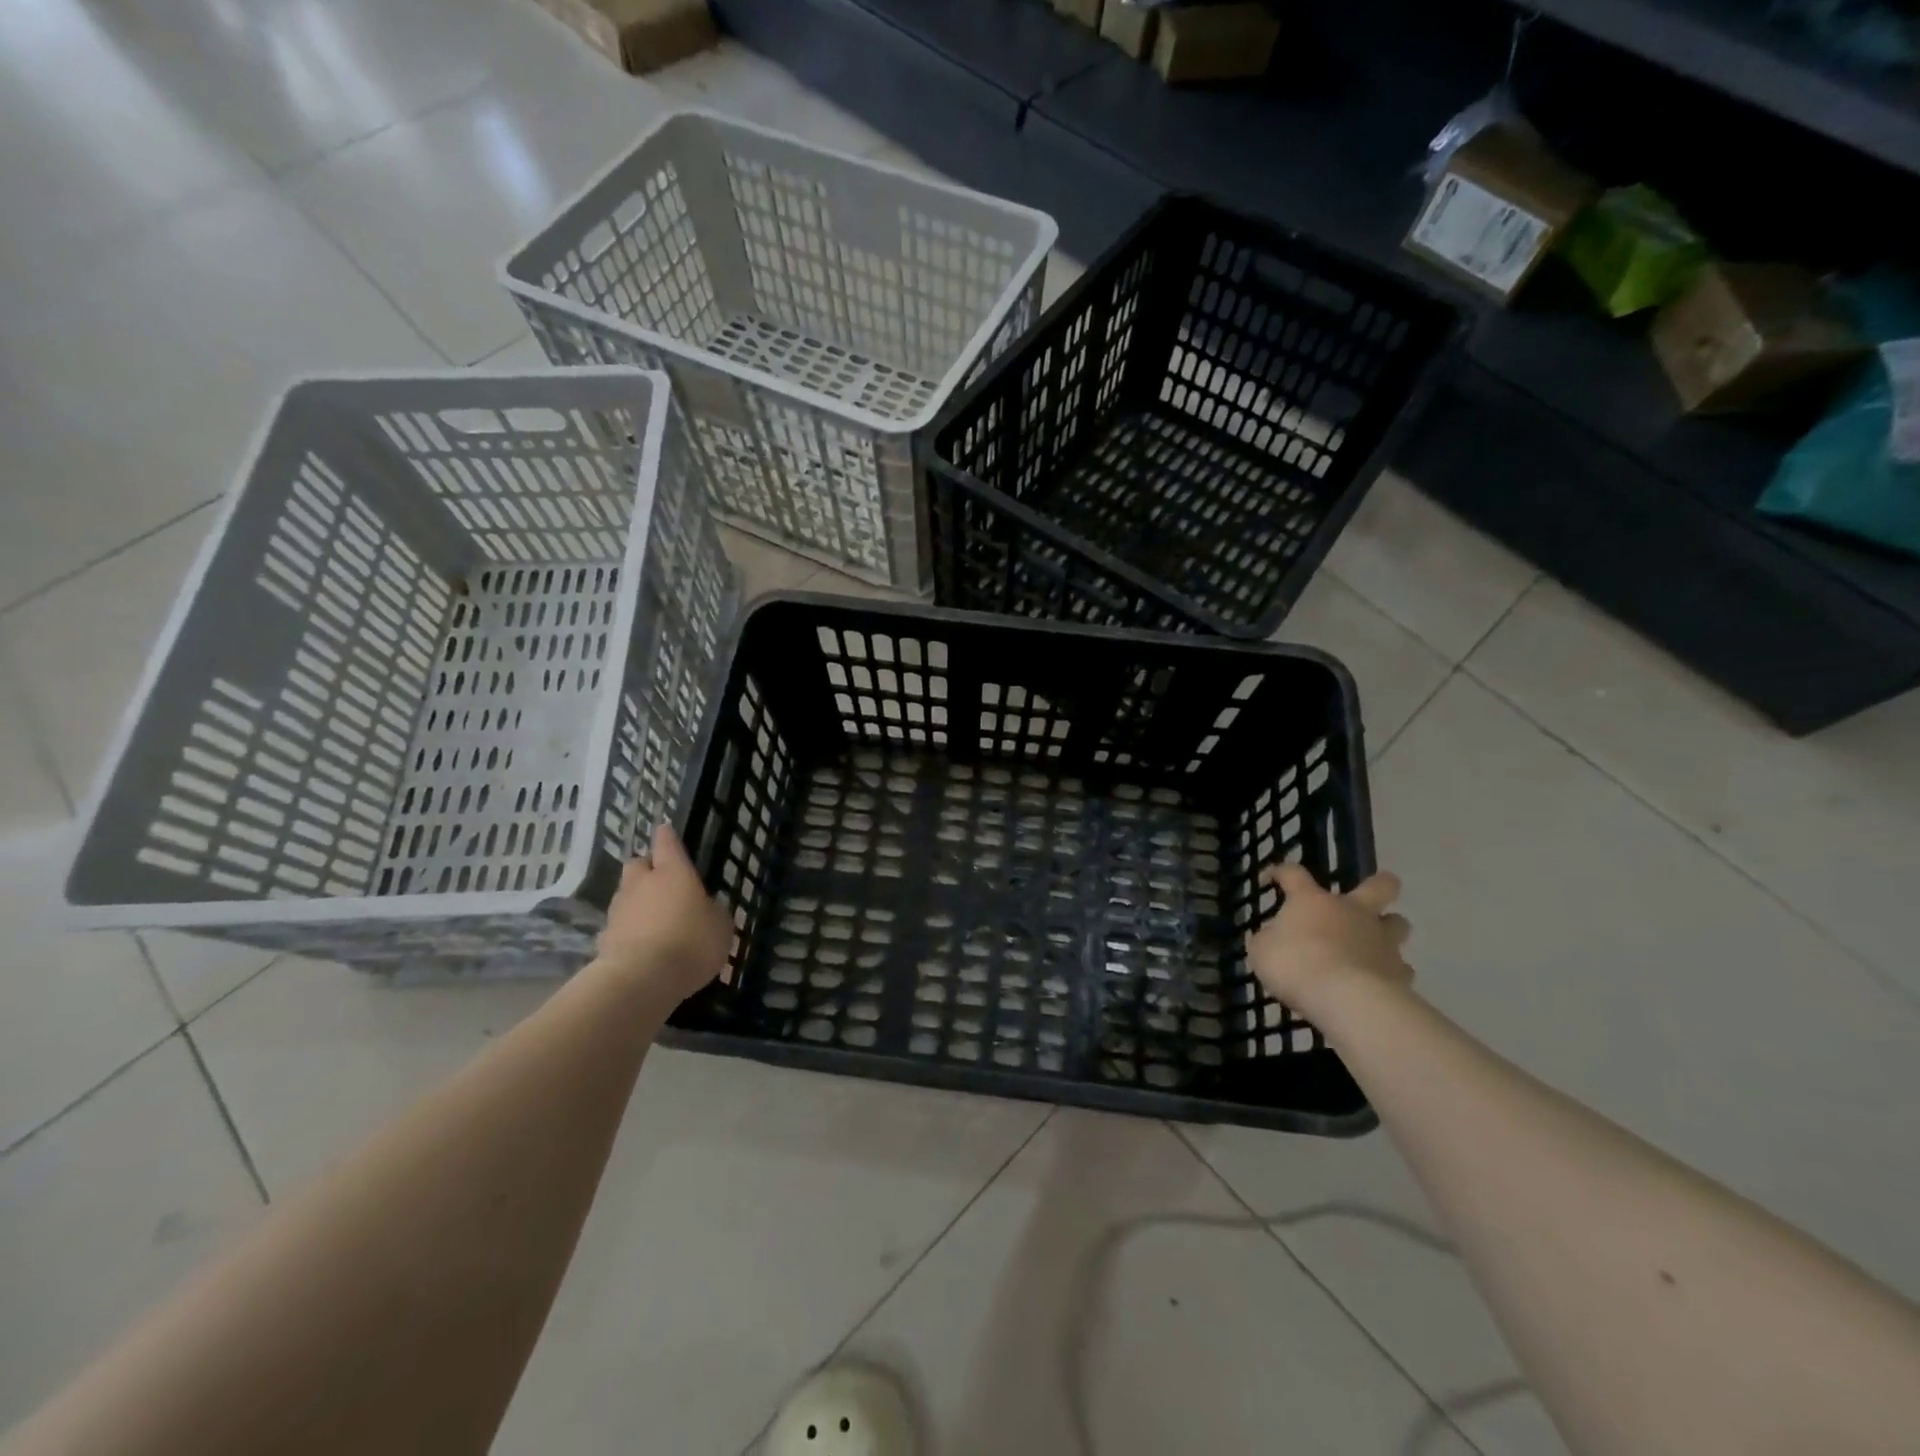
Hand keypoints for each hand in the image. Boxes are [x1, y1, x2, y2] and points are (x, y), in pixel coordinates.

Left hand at [595, 824, 732, 1004]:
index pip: (667, 843)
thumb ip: (713, 911)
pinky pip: (619, 924)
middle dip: (647, 868)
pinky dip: (628, 929)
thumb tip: (706, 907)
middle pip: (638, 864)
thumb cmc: (691, 943)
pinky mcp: (604, 937)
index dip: (667, 836)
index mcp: (673, 872)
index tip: (665, 830)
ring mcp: (620, 910)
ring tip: (653, 918)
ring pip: (626, 894)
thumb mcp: (721, 927)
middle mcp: (642, 883)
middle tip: (662, 881)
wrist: (641, 979)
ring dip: (637, 900)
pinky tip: (640, 944)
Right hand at [1246, 863, 1413, 1021]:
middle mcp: (1352, 912)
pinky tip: (1379, 981)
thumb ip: (1268, 940)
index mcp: (1313, 901)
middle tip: (1368, 894)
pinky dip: (1391, 971)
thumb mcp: (1262, 951)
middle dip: (1379, 884)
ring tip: (1374, 943)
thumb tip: (1272, 938)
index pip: (1294, 873)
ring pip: (1398, 923)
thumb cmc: (1295, 965)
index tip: (1272, 878)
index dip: (1281, 872)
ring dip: (1388, 929)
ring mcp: (1381, 940)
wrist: (1345, 999)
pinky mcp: (1399, 972)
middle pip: (1379, 886)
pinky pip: (1400, 968)